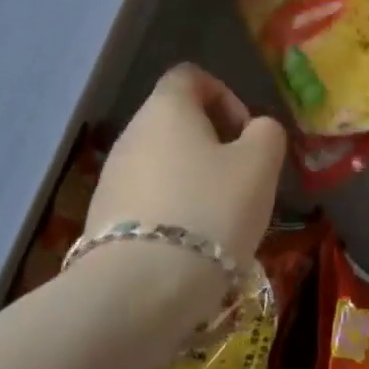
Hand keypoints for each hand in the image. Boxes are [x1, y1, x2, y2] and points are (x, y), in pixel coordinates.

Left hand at [85, 64, 285, 277]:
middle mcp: (132, 132)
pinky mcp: (101, 219)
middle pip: (176, 121)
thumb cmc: (208, 212)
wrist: (137, 292)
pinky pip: (145, 200)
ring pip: (162, 163)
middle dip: (212, 145)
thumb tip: (256, 129)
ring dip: (192, 181)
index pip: (190, 75)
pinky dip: (170, 212)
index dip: (223, 95)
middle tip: (240, 182)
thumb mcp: (259, 167)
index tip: (245, 133)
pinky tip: (188, 249)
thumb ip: (267, 134)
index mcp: (167, 107)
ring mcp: (111, 176)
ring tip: (218, 222)